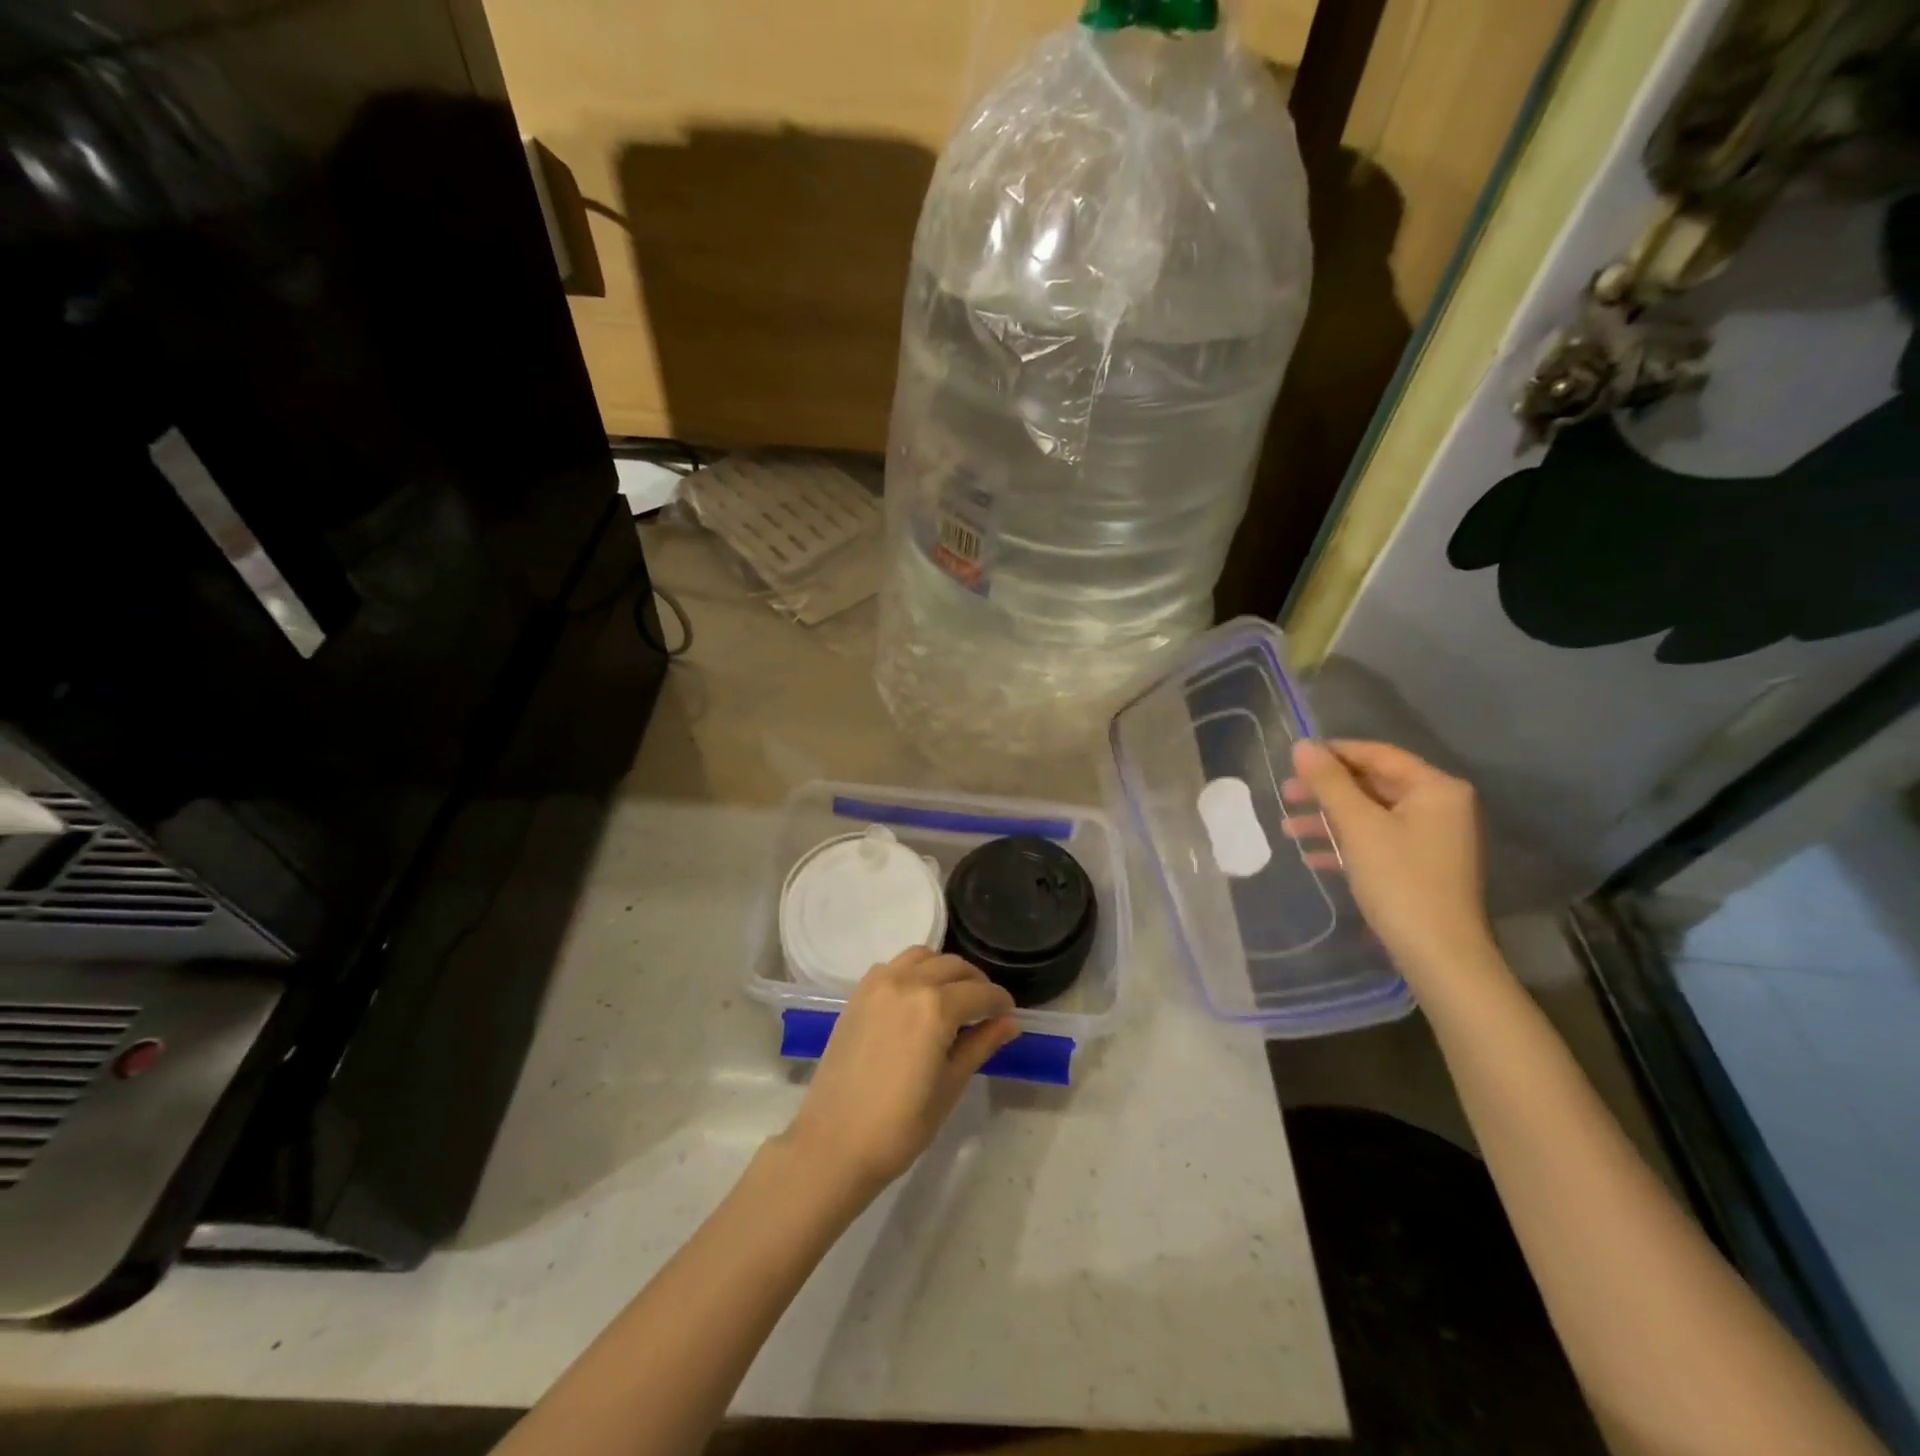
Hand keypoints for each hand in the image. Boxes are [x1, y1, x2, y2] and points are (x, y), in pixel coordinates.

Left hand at [783, 948, 1018, 1199]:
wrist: (834, 1143)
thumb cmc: (900, 1125)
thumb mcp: (950, 1086)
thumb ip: (980, 1045)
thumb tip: (1009, 1023)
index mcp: (936, 1007)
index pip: (980, 993)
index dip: (1000, 1003)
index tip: (1008, 1015)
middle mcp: (908, 982)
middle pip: (953, 966)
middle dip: (976, 983)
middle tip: (985, 1009)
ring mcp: (879, 983)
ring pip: (923, 957)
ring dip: (944, 970)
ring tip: (953, 999)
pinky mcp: (859, 993)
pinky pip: (895, 966)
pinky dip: (914, 971)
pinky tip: (918, 999)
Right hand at [1286, 739, 1497, 986]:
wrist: (1438, 954)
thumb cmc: (1399, 880)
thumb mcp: (1358, 825)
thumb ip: (1329, 782)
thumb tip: (1302, 745)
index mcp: (1435, 788)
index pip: (1377, 755)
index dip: (1333, 753)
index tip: (1292, 759)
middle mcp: (1440, 806)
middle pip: (1372, 784)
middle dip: (1326, 790)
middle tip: (1285, 794)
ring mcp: (1431, 838)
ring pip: (1370, 815)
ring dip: (1328, 819)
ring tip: (1287, 828)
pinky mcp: (1420, 866)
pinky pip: (1376, 841)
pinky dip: (1344, 843)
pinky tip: (1311, 856)